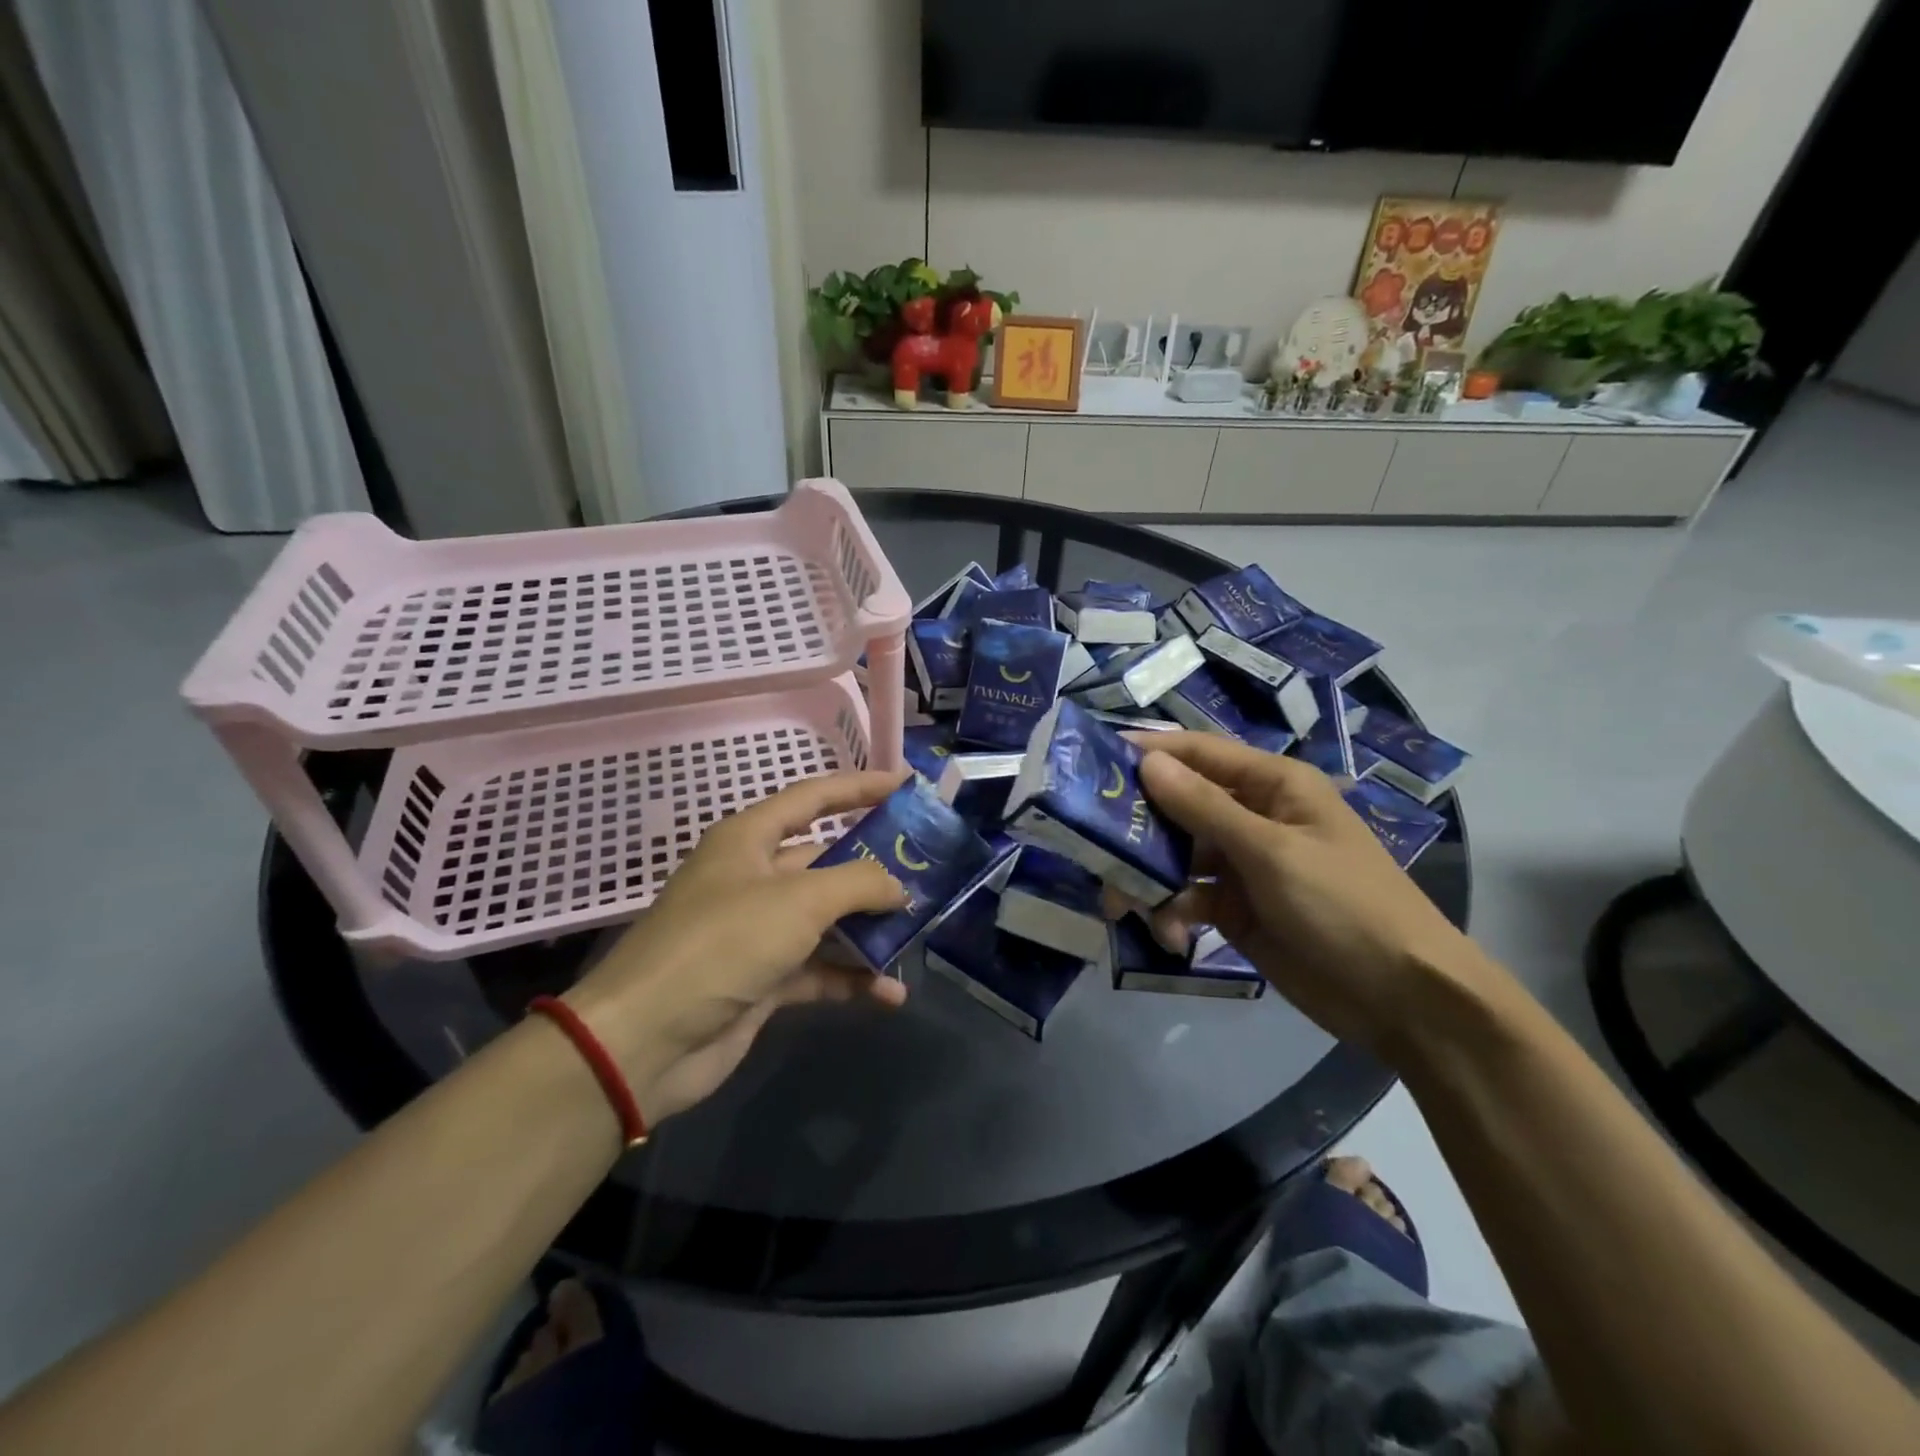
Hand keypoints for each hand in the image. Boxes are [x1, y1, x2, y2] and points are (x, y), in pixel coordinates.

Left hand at [565, 769, 910, 1122]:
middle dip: (875, 866)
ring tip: (918, 931)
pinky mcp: (761, 980)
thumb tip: (899, 887)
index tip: (907, 785)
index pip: (814, 798)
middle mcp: (753, 878)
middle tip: (928, 869)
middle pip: (826, 860)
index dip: (860, 787)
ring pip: (826, 918)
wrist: (646, 1040)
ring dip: (868, 928)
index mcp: (750, 839)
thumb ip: (859, 883)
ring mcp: (757, 931)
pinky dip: (850, 978)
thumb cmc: (723, 944)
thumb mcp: (799, 901)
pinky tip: (889, 993)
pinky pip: (817, 969)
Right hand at [1123, 733, 1507, 1058]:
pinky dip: (1172, 913)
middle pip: (1178, 806)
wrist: (1402, 999)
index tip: (1093, 759)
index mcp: (1272, 785)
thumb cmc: (1344, 905)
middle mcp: (1253, 816)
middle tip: (1093, 846)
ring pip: (1175, 855)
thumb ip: (1204, 808)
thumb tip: (1147, 762)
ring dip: (1149, 878)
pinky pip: (1187, 897)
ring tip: (1124, 906)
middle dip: (1138, 827)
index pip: (1198, 753)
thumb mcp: (1272, 852)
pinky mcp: (1236, 908)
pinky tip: (1172, 936)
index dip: (1149, 752)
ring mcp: (1243, 864)